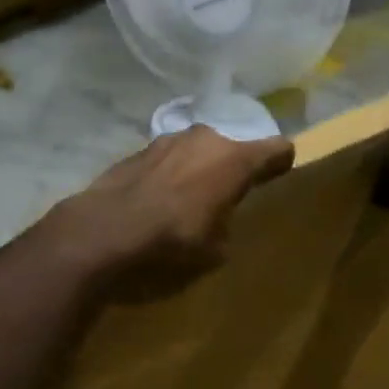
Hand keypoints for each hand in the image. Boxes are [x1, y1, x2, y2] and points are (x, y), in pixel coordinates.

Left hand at [46, 125, 294, 298]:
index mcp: (234, 160)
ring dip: (198, 167)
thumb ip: (225, 228)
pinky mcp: (139, 149)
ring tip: (189, 197)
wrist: (106, 229)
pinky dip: (170, 173)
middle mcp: (206, 138)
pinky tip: (157, 198)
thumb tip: (218, 224)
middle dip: (232, 167)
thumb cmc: (172, 240)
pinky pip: (168, 159)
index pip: (276, 149)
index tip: (280, 174)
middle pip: (233, 146)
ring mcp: (169, 139)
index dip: (281, 162)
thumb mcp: (214, 250)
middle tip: (228, 194)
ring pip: (197, 149)